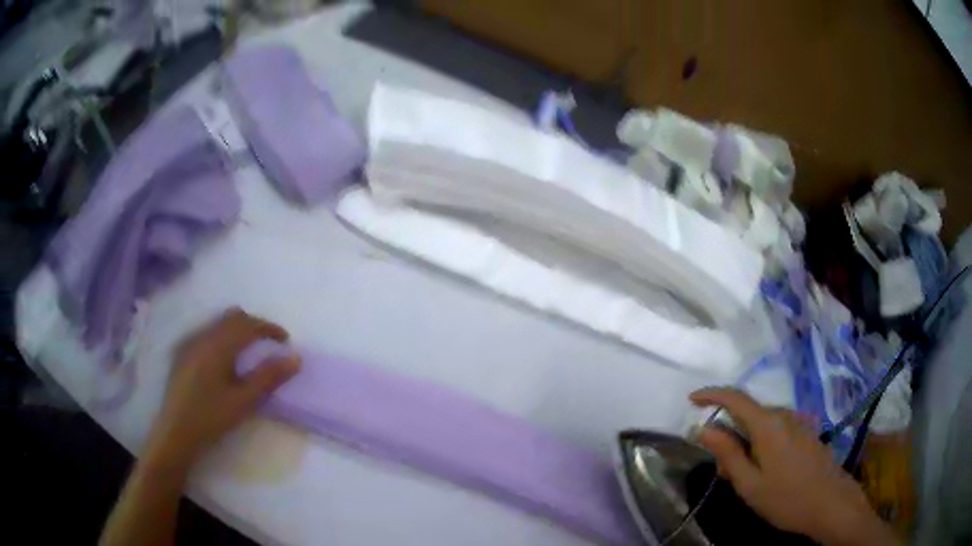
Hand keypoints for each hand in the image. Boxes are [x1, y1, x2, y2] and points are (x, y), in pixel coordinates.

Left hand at [145, 308, 300, 468]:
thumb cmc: (211, 417)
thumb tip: (295, 358)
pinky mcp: (183, 353)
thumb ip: (269, 377)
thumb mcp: (244, 401)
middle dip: (253, 326)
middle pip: (232, 317)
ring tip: (249, 353)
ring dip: (237, 331)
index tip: (286, 341)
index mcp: (218, 345)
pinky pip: (207, 334)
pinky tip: (225, 362)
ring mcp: (190, 343)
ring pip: (218, 324)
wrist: (175, 432)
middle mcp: (202, 336)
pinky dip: (223, 338)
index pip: (248, 324)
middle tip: (268, 345)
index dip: (269, 328)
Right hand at [691, 388, 897, 545]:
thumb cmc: (786, 498)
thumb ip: (728, 454)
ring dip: (746, 441)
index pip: (735, 398)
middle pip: (748, 414)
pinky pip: (777, 429)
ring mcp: (798, 422)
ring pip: (763, 423)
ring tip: (744, 476)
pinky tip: (765, 470)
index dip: (711, 395)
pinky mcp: (806, 431)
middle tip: (722, 469)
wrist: (830, 502)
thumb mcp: (749, 485)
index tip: (691, 400)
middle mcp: (784, 415)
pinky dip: (762, 443)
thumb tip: (704, 429)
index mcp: (768, 425)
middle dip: (730, 433)